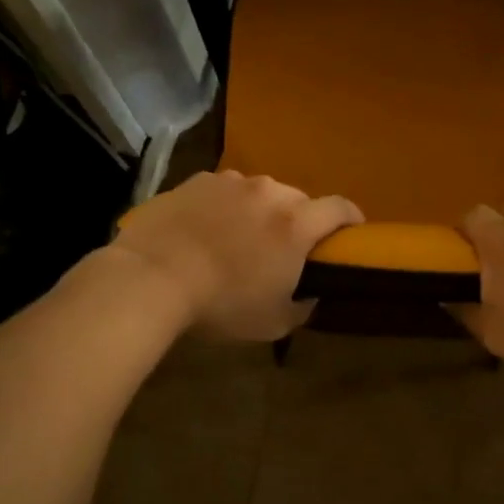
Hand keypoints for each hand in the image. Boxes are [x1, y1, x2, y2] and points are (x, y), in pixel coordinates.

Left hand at [110, 170, 362, 341]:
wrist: (152, 276)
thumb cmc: (221, 304)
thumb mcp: (274, 322)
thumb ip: (302, 305)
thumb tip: (308, 294)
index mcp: (296, 223)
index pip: (340, 208)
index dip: (351, 218)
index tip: (351, 232)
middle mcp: (269, 192)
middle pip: (297, 201)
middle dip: (297, 221)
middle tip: (282, 249)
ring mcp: (230, 182)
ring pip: (258, 193)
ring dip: (258, 212)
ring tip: (236, 239)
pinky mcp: (196, 180)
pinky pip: (223, 191)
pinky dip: (223, 207)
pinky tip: (203, 231)